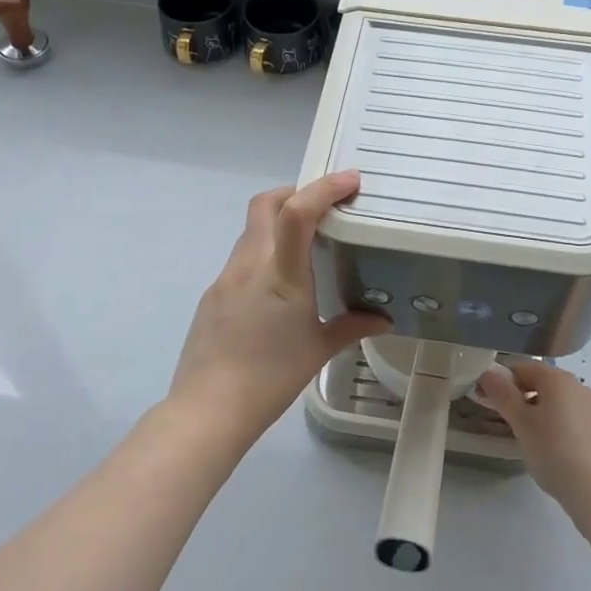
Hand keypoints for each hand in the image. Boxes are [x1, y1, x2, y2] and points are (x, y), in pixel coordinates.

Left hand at [168, 171, 390, 450]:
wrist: (208, 409)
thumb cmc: (270, 378)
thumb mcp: (317, 351)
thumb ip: (351, 327)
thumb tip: (382, 319)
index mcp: (281, 275)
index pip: (297, 212)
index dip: (323, 188)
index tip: (350, 180)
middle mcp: (250, 266)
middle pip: (264, 204)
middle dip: (294, 192)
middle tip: (322, 206)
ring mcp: (225, 278)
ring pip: (251, 231)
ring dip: (277, 224)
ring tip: (304, 248)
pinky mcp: (212, 295)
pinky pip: (241, 259)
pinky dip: (263, 255)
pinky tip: (275, 288)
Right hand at [474, 360, 590, 529]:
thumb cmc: (553, 452)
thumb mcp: (521, 423)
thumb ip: (502, 395)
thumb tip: (487, 373)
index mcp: (559, 379)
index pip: (523, 367)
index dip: (502, 380)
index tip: (489, 400)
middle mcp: (579, 385)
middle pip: (542, 381)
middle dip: (520, 395)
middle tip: (505, 419)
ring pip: (557, 399)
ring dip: (537, 409)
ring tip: (527, 436)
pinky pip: (571, 414)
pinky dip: (556, 421)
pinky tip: (551, 446)